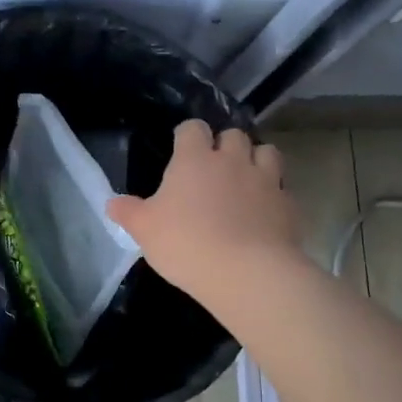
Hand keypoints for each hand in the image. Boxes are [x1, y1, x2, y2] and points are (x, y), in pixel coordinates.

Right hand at [107, 121, 304, 306]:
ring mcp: (266, 180)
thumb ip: (129, 212)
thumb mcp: (145, 231)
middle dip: (226, 145)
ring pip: (267, 153)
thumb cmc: (187, 244)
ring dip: (257, 161)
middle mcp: (233, 160)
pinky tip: (265, 214)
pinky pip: (283, 189)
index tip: (182, 150)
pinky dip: (274, 196)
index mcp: (195, 159)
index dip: (187, 136)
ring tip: (247, 182)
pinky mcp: (289, 205)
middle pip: (234, 134)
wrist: (247, 272)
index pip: (193, 128)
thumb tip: (112, 202)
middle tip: (215, 169)